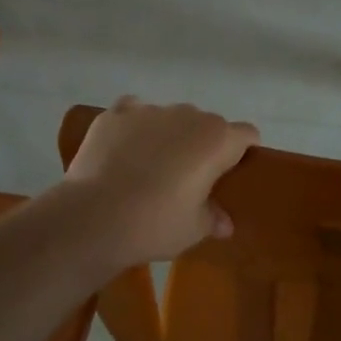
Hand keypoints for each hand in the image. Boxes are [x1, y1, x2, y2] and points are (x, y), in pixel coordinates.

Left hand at [64, 98, 259, 264]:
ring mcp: (149, 110)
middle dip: (203, 145)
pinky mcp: (115, 113)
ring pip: (170, 117)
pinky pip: (134, 112)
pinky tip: (124, 150)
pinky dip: (135, 127)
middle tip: (188, 179)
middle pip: (207, 124)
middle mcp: (188, 114)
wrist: (93, 217)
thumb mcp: (194, 230)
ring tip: (149, 167)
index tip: (230, 176)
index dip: (242, 153)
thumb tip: (224, 222)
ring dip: (169, 136)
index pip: (246, 135)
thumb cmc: (155, 224)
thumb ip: (214, 218)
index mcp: (217, 140)